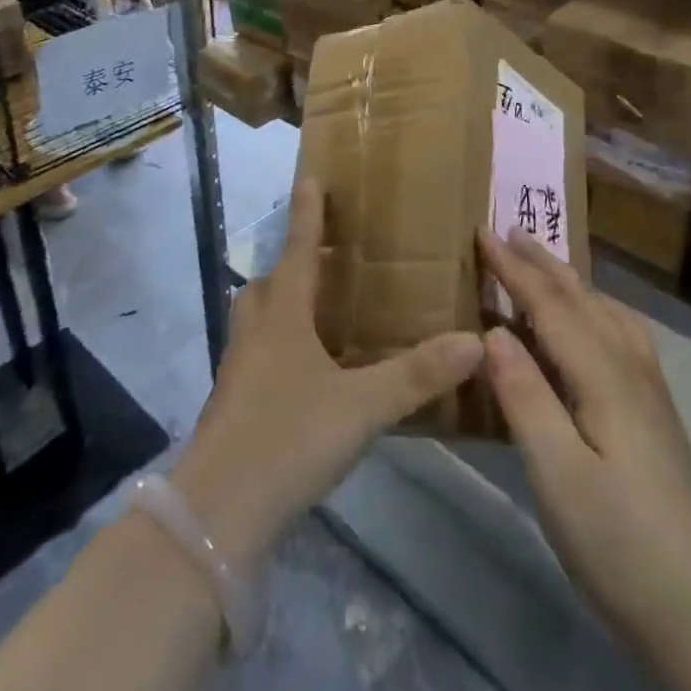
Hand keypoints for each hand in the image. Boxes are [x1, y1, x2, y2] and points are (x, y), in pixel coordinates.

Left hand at [172, 179, 482, 571]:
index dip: (306, 213)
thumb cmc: (287, 438)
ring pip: (258, 320)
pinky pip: (258, 356)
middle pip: (268, 283)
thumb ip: (416, 375)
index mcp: (282, 316)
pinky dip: (280, 348)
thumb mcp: (361, 407)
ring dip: (282, 306)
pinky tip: (307, 376)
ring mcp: (239, 370)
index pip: (298, 250)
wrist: (215, 513)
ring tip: (318, 315)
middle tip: (324, 262)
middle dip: (292, 265)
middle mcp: (256, 333)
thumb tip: (475, 341)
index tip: (308, 176)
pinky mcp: (233, 405)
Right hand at [479, 229, 690, 651]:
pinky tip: (590, 323)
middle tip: (508, 230)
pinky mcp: (653, 409)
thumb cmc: (620, 542)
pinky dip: (593, 308)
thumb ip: (525, 397)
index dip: (514, 268)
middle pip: (581, 298)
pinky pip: (618, 332)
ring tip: (542, 264)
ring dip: (569, 281)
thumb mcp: (558, 474)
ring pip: (604, 311)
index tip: (482, 231)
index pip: (550, 304)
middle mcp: (629, 365)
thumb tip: (493, 330)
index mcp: (602, 374)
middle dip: (542, 262)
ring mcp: (647, 387)